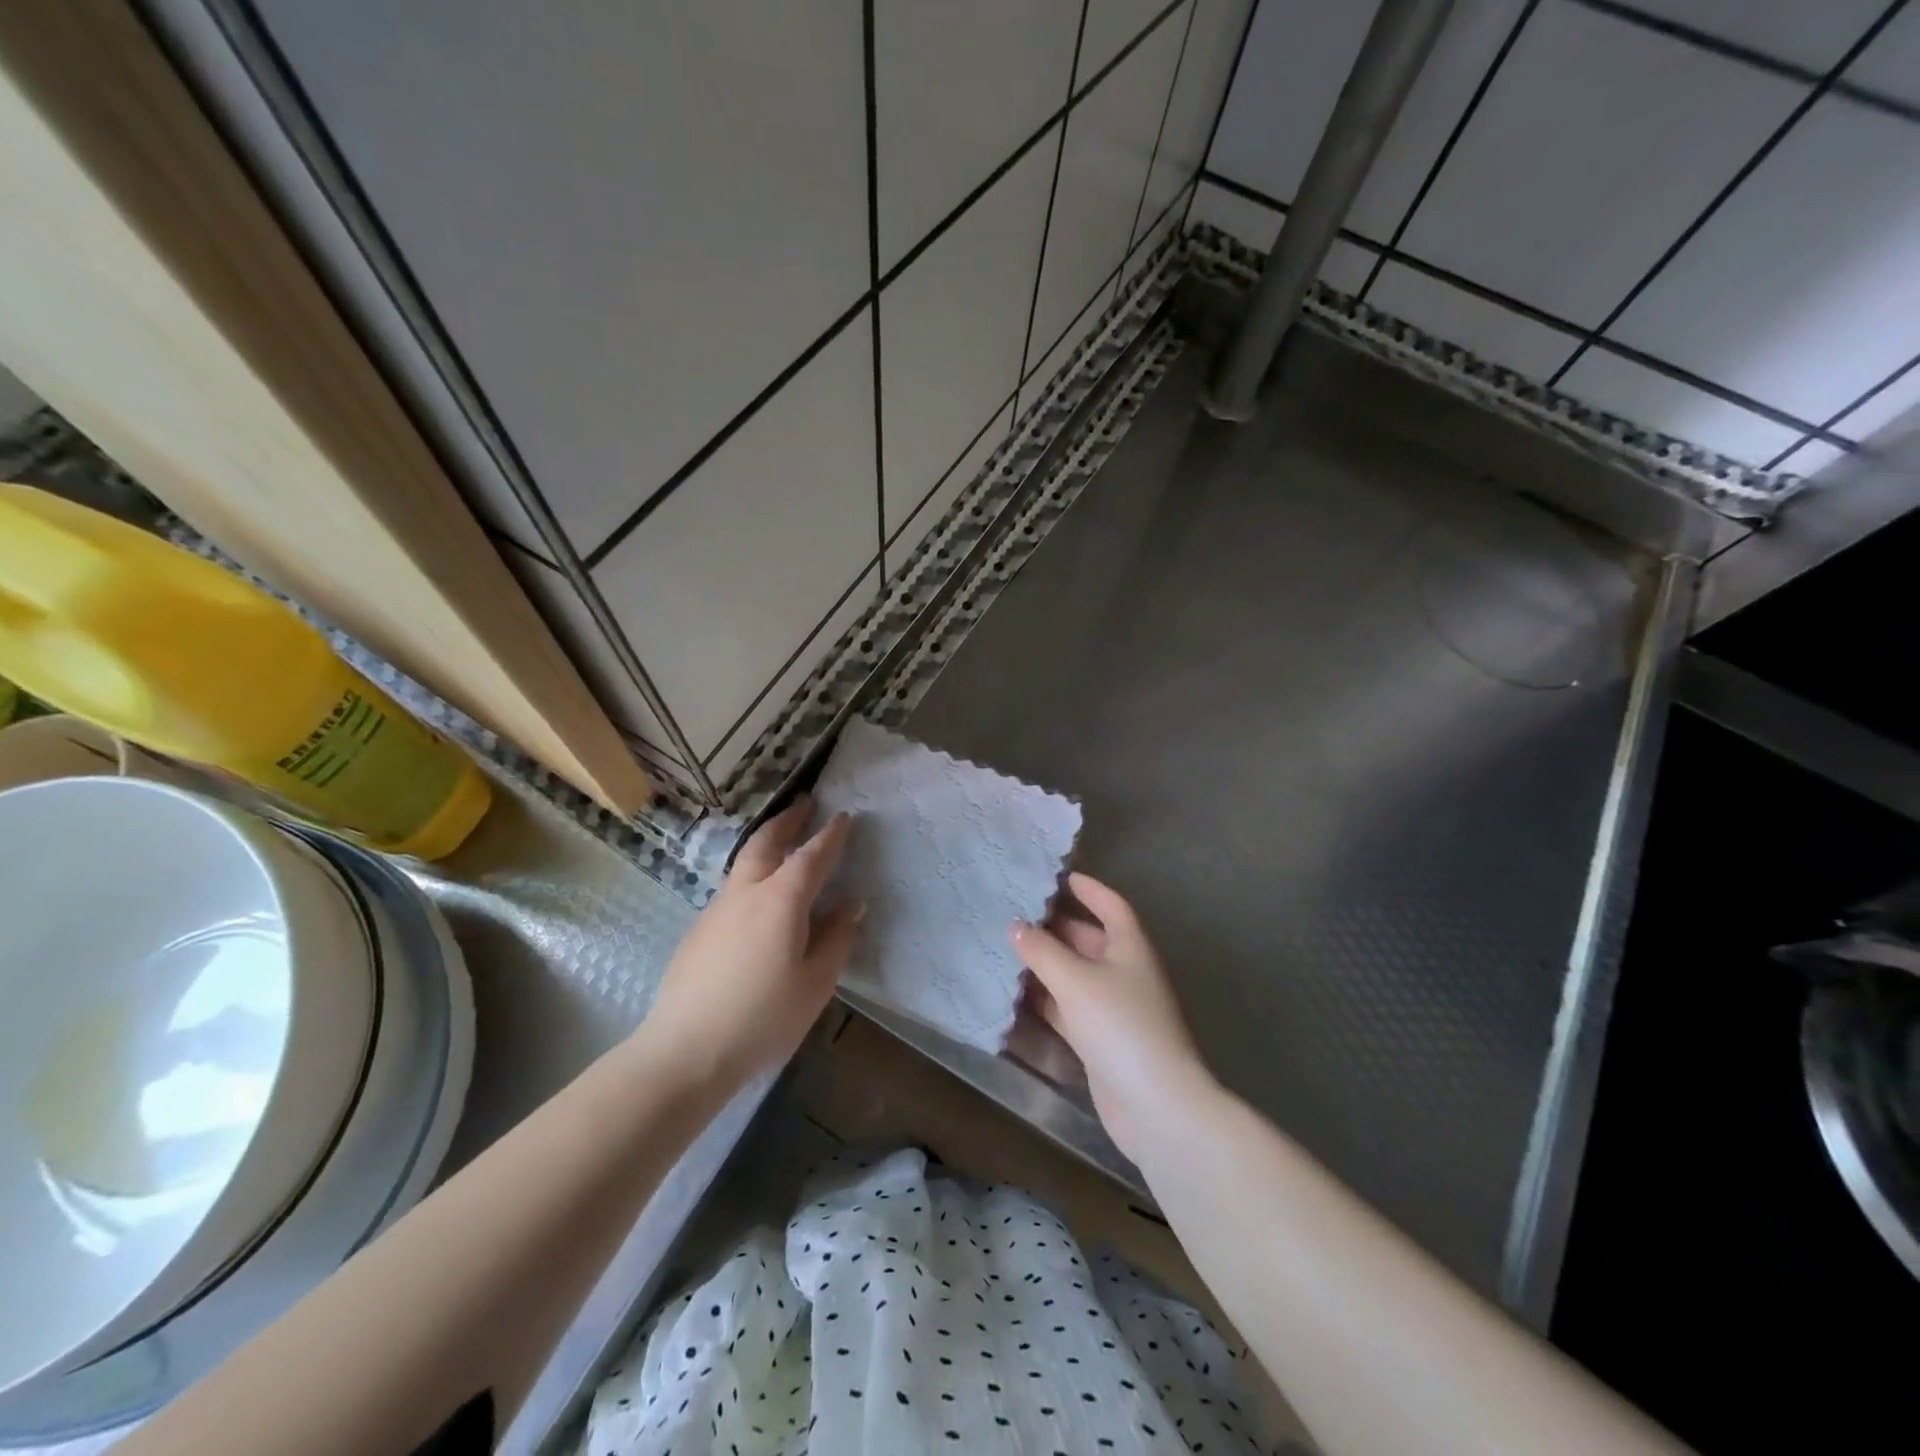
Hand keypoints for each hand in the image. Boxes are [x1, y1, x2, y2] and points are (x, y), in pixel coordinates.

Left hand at [641, 799, 861, 1092]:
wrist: (685, 1050)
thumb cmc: (762, 1017)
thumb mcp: (815, 982)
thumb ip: (836, 938)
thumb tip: (850, 905)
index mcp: (781, 900)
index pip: (812, 856)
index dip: (830, 835)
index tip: (844, 816)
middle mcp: (746, 893)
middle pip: (767, 842)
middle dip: (789, 820)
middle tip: (806, 803)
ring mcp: (716, 909)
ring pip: (744, 862)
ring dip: (767, 843)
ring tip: (783, 841)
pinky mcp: (698, 931)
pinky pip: (732, 888)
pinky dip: (751, 874)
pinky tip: (758, 898)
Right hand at [1012, 873, 1214, 1161]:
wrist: (1155, 1104)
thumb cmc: (1120, 1025)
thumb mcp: (1075, 979)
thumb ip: (1041, 950)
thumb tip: (1015, 926)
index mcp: (1130, 947)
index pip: (1111, 906)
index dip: (1089, 889)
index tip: (1060, 876)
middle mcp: (1125, 972)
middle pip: (1089, 939)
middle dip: (1055, 927)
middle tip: (1015, 913)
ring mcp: (1114, 1008)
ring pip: (1075, 975)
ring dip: (1045, 965)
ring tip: (1006, 948)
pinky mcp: (1101, 1040)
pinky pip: (1069, 1008)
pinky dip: (1046, 1000)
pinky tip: (1016, 995)